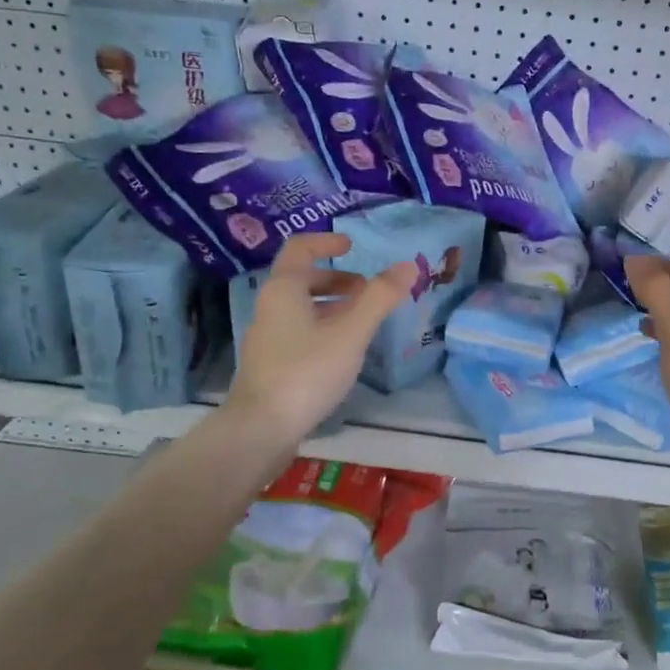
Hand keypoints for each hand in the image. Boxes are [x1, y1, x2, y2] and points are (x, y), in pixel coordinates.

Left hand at [227, 234, 415, 445]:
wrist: (260, 429)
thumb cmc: (306, 371)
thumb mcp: (350, 332)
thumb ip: (380, 298)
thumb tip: (408, 265)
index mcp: (284, 289)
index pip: (300, 248)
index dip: (327, 241)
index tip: (353, 246)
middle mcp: (270, 307)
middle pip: (303, 279)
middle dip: (338, 279)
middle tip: (368, 291)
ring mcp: (267, 338)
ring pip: (301, 309)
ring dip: (333, 306)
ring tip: (363, 322)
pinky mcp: (270, 365)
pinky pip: (299, 332)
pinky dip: (323, 329)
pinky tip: (343, 352)